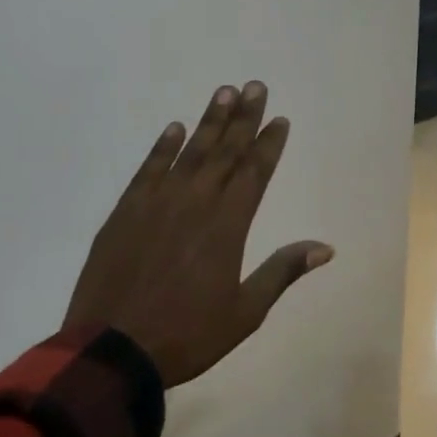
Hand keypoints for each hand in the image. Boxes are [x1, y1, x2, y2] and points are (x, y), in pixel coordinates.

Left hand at [64, 82, 333, 387]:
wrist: (111, 350)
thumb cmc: (186, 335)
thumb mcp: (245, 311)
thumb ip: (282, 271)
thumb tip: (325, 247)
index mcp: (227, 225)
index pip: (254, 172)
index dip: (268, 144)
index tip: (279, 119)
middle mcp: (195, 202)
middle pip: (224, 151)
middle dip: (243, 118)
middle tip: (254, 86)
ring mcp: (156, 203)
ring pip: (189, 152)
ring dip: (208, 121)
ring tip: (223, 93)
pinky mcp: (125, 211)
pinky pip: (148, 169)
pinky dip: (162, 147)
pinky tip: (173, 129)